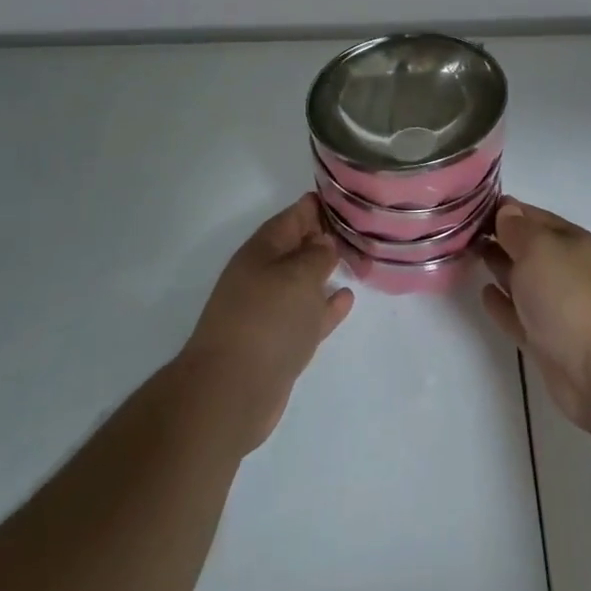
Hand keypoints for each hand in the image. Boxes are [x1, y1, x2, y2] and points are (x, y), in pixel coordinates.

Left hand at [178, 195, 353, 453]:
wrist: (231, 392)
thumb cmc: (266, 320)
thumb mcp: (298, 275)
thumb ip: (317, 255)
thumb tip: (324, 244)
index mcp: (262, 251)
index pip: (293, 216)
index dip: (317, 206)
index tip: (346, 199)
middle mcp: (264, 275)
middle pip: (298, 248)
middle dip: (325, 238)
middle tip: (360, 229)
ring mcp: (270, 311)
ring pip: (304, 282)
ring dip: (327, 271)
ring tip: (357, 259)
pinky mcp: (279, 343)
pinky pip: (308, 314)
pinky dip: (326, 306)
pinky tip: (346, 298)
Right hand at [481, 200, 590, 434]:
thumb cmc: (571, 297)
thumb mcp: (541, 249)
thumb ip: (519, 230)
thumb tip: (507, 211)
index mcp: (571, 242)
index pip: (533, 217)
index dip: (505, 209)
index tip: (470, 206)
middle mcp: (565, 270)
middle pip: (527, 248)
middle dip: (499, 237)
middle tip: (461, 231)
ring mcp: (556, 307)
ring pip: (521, 280)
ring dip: (498, 267)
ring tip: (468, 255)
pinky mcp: (545, 341)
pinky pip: (517, 314)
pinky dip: (501, 304)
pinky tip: (484, 294)